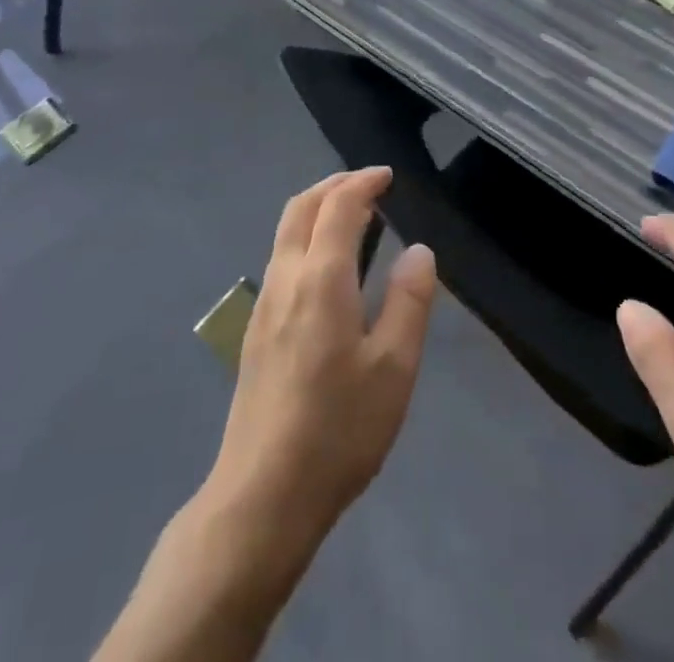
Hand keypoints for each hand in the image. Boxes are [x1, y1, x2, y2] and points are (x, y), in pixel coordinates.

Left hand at [206, 167, 437, 551]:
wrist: (262, 496)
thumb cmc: (338, 430)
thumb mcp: (394, 368)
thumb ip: (409, 301)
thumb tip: (418, 250)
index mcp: (321, 279)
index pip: (338, 206)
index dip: (363, 182)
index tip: (388, 176)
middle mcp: (285, 279)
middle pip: (300, 207)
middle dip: (333, 184)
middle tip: (368, 184)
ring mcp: (263, 304)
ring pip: (285, 231)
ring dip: (316, 208)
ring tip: (352, 217)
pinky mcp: (255, 330)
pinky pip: (281, 258)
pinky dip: (305, 237)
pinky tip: (328, 267)